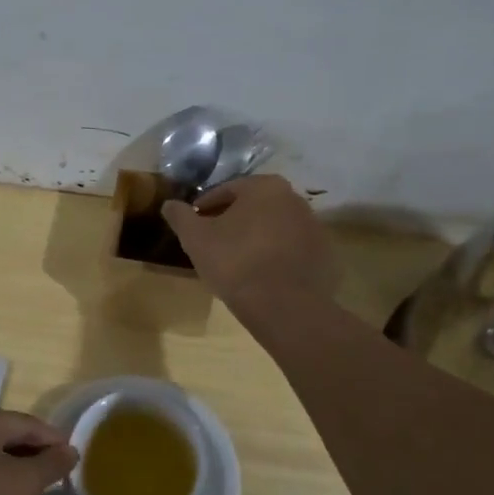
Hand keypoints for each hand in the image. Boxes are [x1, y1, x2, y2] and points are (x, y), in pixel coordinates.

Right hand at [162, 174, 338, 315]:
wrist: (285, 307)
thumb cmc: (235, 263)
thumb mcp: (196, 239)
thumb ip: (180, 216)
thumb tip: (168, 204)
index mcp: (265, 187)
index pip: (226, 191)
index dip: (204, 208)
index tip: (193, 226)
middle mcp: (295, 199)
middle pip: (253, 207)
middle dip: (232, 221)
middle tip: (212, 244)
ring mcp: (314, 228)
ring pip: (274, 228)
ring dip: (255, 238)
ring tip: (236, 262)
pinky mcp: (325, 255)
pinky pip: (292, 250)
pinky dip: (276, 257)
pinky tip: (261, 276)